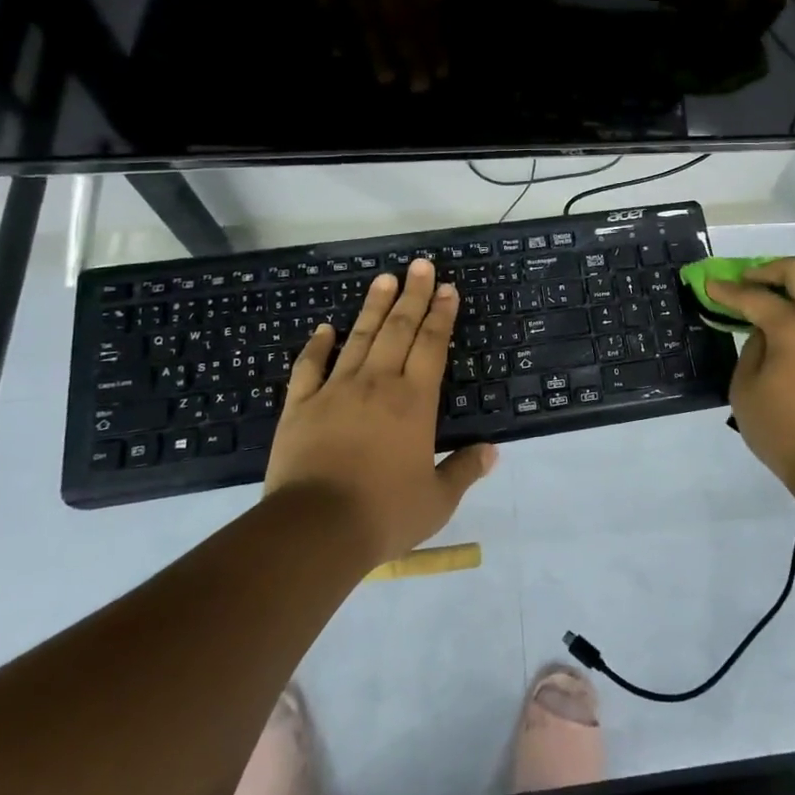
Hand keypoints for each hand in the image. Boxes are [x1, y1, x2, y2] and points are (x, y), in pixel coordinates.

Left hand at [263, 258, 496, 563]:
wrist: (314, 529)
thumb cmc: (384, 513)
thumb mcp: (437, 500)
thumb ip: (465, 470)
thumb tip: (493, 451)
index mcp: (414, 401)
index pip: (432, 345)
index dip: (442, 314)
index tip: (448, 288)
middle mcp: (378, 384)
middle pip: (399, 329)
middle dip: (413, 295)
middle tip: (421, 265)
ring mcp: (336, 391)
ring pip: (359, 337)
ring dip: (374, 307)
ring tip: (384, 278)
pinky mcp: (300, 406)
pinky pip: (309, 367)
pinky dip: (317, 345)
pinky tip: (324, 328)